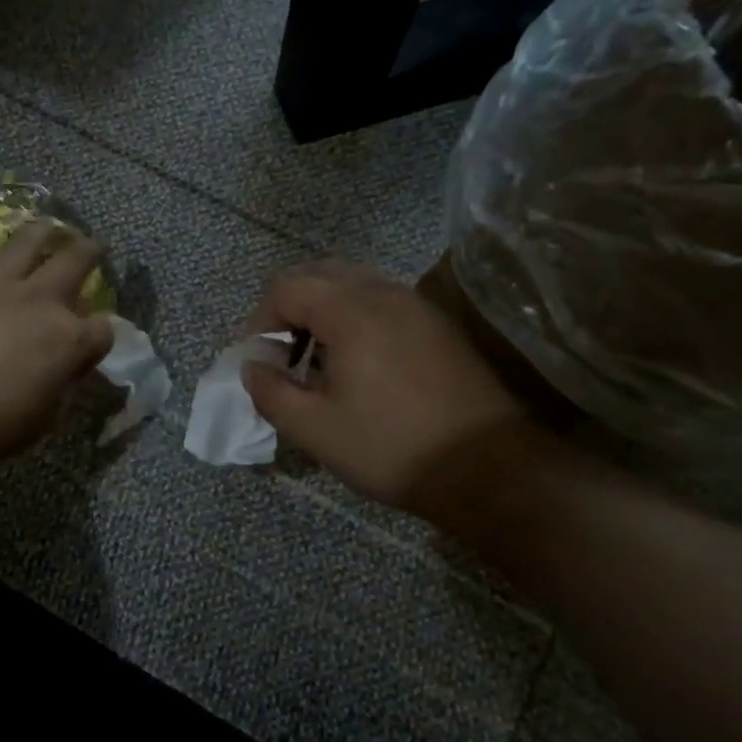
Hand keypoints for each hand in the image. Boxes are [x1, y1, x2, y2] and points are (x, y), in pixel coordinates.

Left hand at [0, 222, 115, 470]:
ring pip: (28, 243)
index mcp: (68, 339)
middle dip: (91, 252)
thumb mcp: (44, 416)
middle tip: (94, 247)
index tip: (95, 340)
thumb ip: (61, 382)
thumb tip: (63, 366)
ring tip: (50, 228)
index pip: (104, 328)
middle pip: (76, 261)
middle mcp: (40, 301)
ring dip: (45, 233)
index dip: (102, 335)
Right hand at [240, 261, 545, 521]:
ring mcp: (416, 305)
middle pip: (319, 273)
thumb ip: (270, 392)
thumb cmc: (392, 447)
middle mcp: (384, 293)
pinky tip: (358, 364)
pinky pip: (381, 301)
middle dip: (289, 308)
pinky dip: (354, 317)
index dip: (259, 320)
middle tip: (283, 355)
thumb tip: (253, 367)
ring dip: (322, 311)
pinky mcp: (436, 324)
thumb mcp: (315, 429)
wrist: (488, 468)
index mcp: (351, 310)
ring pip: (353, 284)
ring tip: (317, 361)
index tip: (260, 361)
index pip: (285, 286)